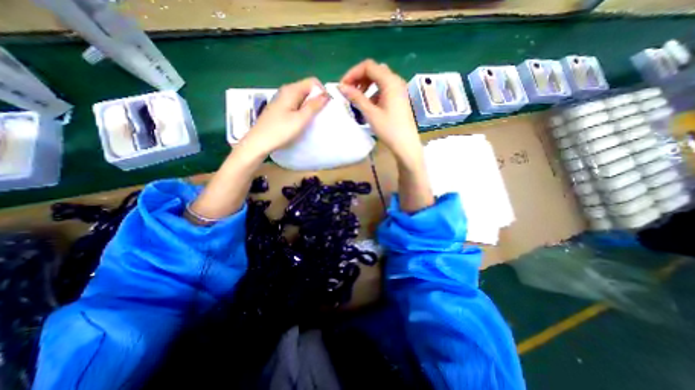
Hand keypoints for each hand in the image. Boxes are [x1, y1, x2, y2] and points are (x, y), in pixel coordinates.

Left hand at [243, 76, 330, 156]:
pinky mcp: (280, 109)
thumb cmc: (281, 131)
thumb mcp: (301, 119)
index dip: (322, 91)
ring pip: (302, 98)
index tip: (326, 106)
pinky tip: (303, 122)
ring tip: (314, 120)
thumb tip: (327, 95)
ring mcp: (282, 100)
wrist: (259, 142)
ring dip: (310, 106)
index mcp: (291, 90)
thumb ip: (314, 106)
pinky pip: (296, 105)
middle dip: (317, 99)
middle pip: (307, 89)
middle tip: (321, 115)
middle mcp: (286, 91)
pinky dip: (303, 111)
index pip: (312, 82)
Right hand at [335, 59, 417, 164]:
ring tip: (357, 97)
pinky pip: (384, 88)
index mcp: (390, 81)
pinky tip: (368, 104)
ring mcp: (399, 89)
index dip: (353, 73)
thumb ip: (356, 98)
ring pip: (379, 79)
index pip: (368, 66)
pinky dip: (373, 92)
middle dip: (359, 78)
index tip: (343, 86)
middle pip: (374, 70)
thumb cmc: (389, 129)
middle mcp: (396, 81)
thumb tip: (342, 87)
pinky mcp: (399, 98)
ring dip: (366, 85)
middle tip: (349, 90)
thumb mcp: (370, 113)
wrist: (405, 144)